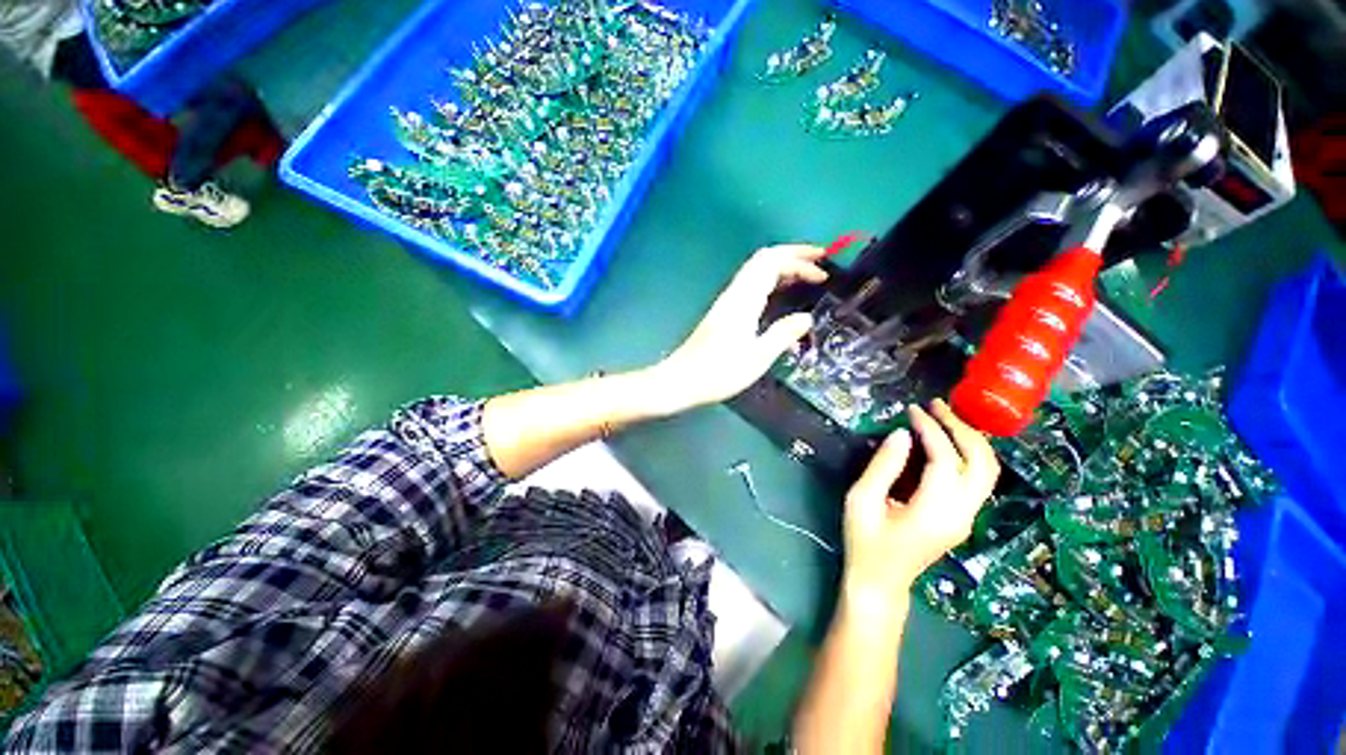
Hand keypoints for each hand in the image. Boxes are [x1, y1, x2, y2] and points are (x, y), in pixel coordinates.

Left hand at [649, 245, 827, 412]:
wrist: (682, 380)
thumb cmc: (719, 371)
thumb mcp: (758, 357)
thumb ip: (783, 334)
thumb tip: (806, 318)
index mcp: (744, 300)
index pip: (772, 263)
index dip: (799, 260)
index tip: (824, 271)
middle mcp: (734, 294)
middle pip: (763, 260)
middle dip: (793, 256)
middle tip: (820, 265)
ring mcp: (727, 302)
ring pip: (756, 271)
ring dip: (782, 268)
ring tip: (806, 278)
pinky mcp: (723, 312)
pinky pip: (751, 285)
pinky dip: (771, 281)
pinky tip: (780, 297)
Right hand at [842, 400, 999, 604]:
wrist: (880, 582)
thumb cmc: (864, 541)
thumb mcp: (862, 500)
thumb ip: (883, 466)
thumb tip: (902, 433)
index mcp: (935, 511)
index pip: (945, 459)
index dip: (931, 429)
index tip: (912, 409)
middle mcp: (962, 513)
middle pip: (980, 462)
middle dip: (960, 428)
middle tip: (935, 406)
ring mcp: (967, 517)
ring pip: (987, 470)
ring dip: (969, 440)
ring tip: (943, 417)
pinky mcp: (963, 518)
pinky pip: (977, 479)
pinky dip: (968, 453)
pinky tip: (947, 440)